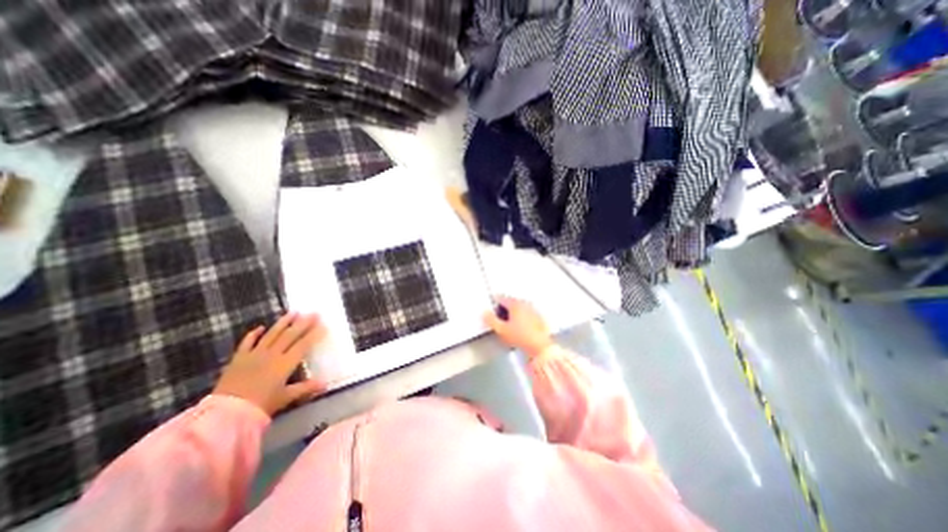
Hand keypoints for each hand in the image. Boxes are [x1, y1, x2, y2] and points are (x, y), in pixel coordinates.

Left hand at [212, 311, 328, 415]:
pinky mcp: (239, 358)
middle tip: (314, 313)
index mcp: (285, 363)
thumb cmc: (260, 405)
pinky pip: (247, 342)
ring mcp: (255, 354)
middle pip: (290, 335)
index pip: (303, 345)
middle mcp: (272, 354)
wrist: (225, 413)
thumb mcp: (285, 397)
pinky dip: (254, 334)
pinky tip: (261, 327)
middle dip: (304, 323)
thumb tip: (325, 384)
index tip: (324, 326)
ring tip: (294, 312)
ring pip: (272, 334)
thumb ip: (305, 388)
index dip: (314, 335)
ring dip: (284, 322)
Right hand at [482, 298, 556, 359]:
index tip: (491, 308)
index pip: (501, 298)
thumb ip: (491, 320)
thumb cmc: (520, 337)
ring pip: (520, 307)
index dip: (494, 302)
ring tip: (509, 323)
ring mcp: (533, 310)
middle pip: (511, 302)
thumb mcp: (501, 330)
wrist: (540, 346)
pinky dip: (522, 317)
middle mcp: (525, 303)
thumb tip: (484, 313)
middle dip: (504, 308)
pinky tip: (520, 327)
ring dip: (513, 312)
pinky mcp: (539, 317)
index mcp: (515, 304)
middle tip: (499, 317)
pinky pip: (527, 313)